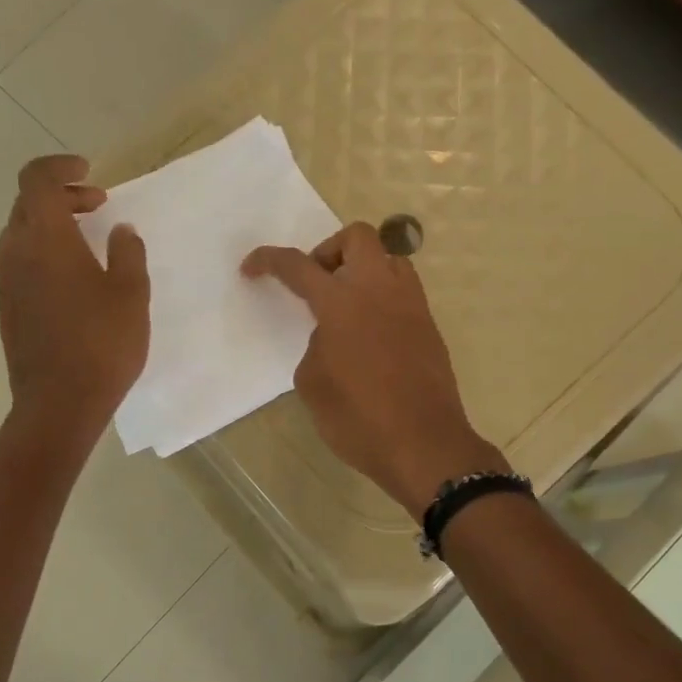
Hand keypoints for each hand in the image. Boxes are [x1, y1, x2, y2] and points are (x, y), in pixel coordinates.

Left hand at [0, 155, 149, 435]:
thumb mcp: (131, 294)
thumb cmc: (102, 344)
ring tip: (90, 240)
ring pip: (22, 233)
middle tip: (98, 204)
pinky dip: (45, 251)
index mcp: (46, 239)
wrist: (59, 403)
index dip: (60, 166)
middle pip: (27, 203)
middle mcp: (17, 252)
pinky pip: (22, 262)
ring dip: (52, 224)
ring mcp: (8, 282)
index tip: (90, 172)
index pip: (37, 179)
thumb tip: (120, 230)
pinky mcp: (8, 307)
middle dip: (62, 195)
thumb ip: (128, 253)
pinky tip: (75, 277)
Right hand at [244, 222, 506, 518]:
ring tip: (347, 308)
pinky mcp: (430, 327)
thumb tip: (332, 337)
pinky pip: (404, 292)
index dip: (269, 260)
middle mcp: (380, 290)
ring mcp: (412, 306)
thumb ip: (316, 346)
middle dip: (329, 250)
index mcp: (343, 302)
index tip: (251, 268)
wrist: (423, 445)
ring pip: (389, 259)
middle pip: (358, 237)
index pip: (299, 266)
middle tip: (317, 284)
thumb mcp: (313, 384)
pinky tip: (371, 335)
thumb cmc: (359, 418)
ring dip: (363, 270)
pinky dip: (382, 298)